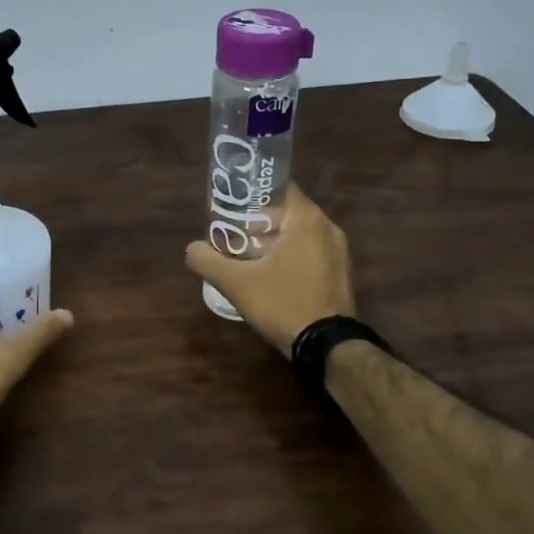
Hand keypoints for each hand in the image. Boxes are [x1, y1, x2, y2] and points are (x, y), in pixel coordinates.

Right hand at [185, 183, 354, 356]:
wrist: (327, 346)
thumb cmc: (283, 303)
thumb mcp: (236, 283)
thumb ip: (207, 261)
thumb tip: (192, 249)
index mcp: (306, 219)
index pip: (279, 187)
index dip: (253, 193)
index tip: (232, 205)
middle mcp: (327, 227)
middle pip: (288, 210)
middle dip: (260, 219)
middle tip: (234, 231)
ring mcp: (338, 251)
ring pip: (300, 232)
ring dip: (276, 238)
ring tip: (248, 253)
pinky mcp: (341, 272)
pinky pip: (312, 250)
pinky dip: (292, 254)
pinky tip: (271, 273)